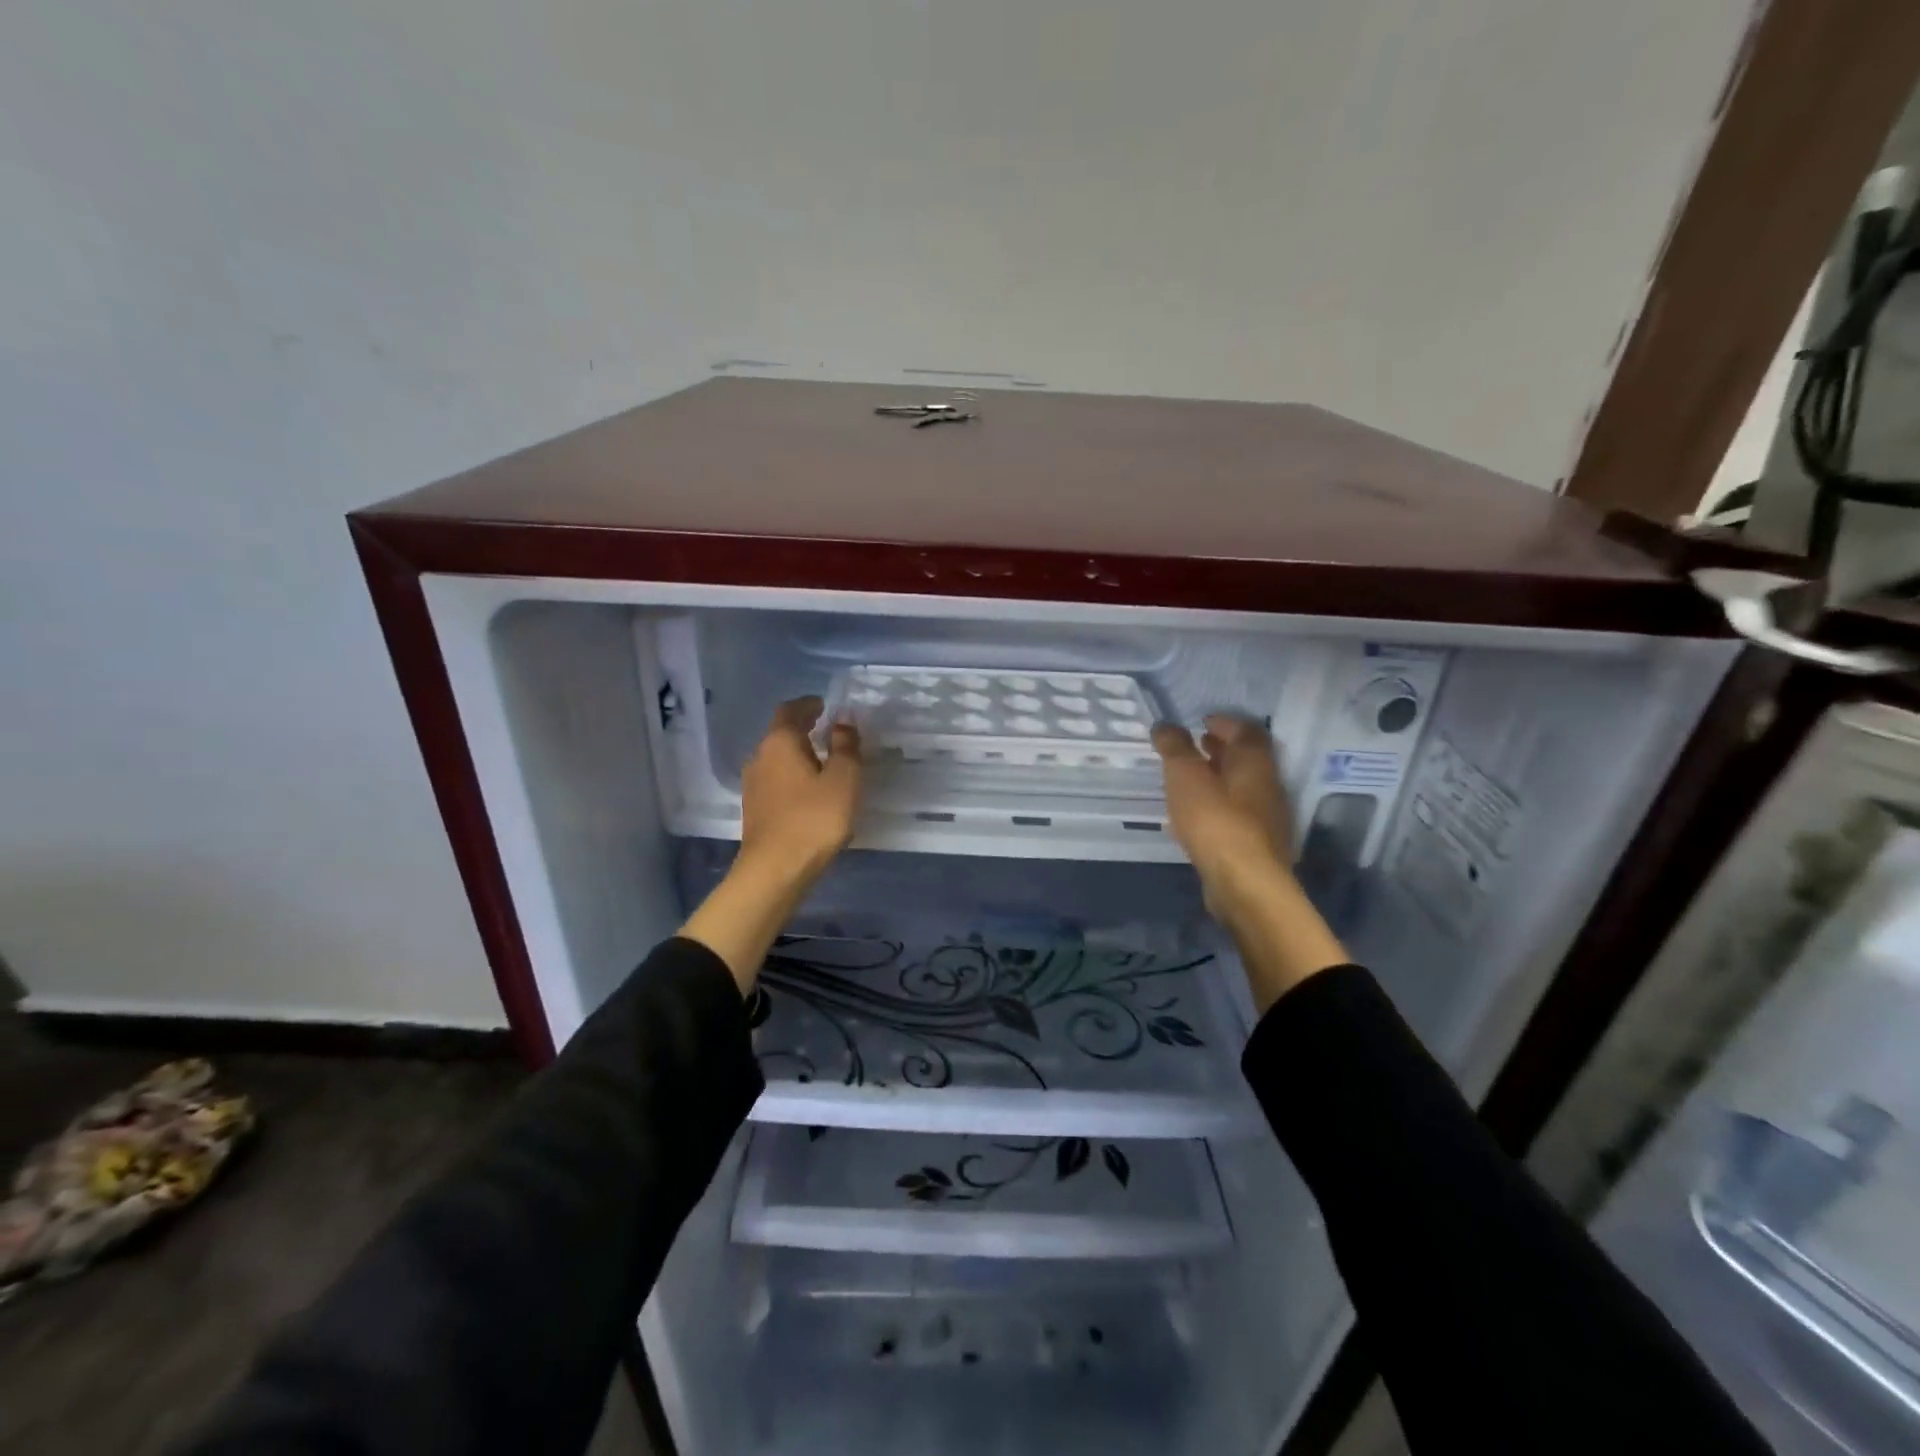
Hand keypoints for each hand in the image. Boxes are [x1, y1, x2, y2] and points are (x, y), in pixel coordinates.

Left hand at [739, 696, 862, 881]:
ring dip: (797, 753)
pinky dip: (792, 774)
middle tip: (827, 729)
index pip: (790, 710)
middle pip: (780, 733)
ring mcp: (753, 784)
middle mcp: (760, 757)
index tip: (824, 705)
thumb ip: (845, 746)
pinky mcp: (755, 808)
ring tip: (821, 759)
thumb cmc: (814, 818)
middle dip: (802, 728)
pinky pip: (775, 779)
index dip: (807, 704)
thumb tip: (842, 721)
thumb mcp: (843, 779)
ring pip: (776, 757)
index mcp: (780, 742)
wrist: (776, 869)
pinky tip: (808, 789)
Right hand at [1151, 714, 1291, 892]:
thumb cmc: (1215, 820)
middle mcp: (1266, 785)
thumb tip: (1165, 726)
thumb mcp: (1185, 776)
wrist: (1244, 883)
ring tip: (1189, 778)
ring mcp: (1265, 818)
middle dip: (1221, 749)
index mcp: (1254, 762)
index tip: (1202, 721)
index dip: (1225, 722)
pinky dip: (1216, 805)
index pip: (1247, 730)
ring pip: (1241, 787)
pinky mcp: (1256, 845)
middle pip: (1246, 759)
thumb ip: (1175, 748)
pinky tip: (1195, 815)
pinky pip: (1235, 814)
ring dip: (1218, 778)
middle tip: (1195, 744)